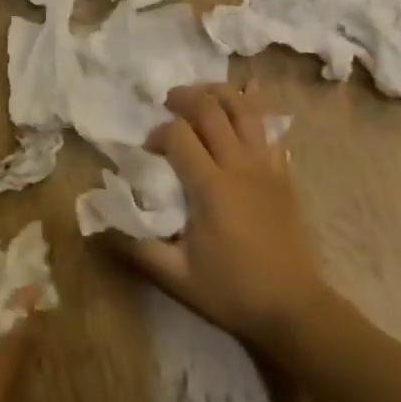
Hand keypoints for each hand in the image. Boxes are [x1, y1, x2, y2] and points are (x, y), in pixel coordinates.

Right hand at [120, 84, 331, 356]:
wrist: (294, 308)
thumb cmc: (233, 292)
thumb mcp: (177, 277)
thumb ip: (139, 247)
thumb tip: (106, 223)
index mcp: (210, 187)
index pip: (178, 135)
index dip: (157, 133)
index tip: (149, 150)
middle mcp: (239, 166)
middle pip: (211, 109)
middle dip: (184, 98)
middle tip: (168, 103)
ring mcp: (266, 166)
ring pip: (245, 109)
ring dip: (219, 92)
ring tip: (200, 93)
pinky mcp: (284, 174)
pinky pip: (273, 128)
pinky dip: (258, 105)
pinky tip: (249, 92)